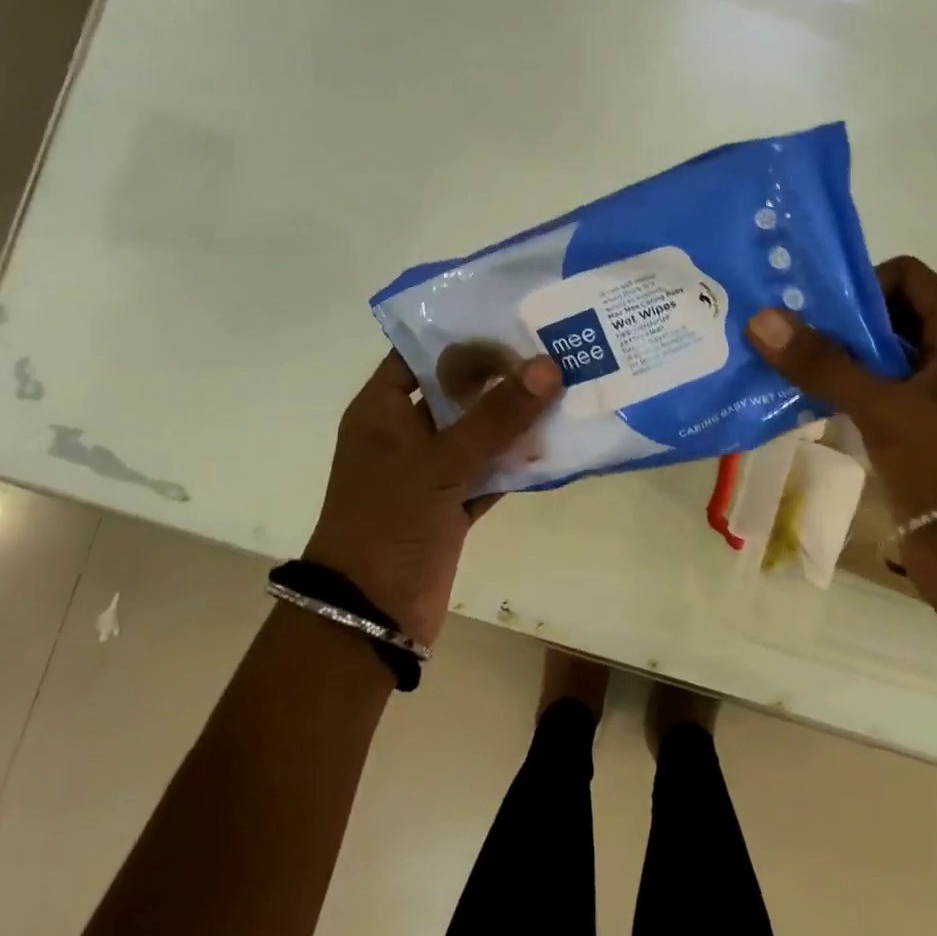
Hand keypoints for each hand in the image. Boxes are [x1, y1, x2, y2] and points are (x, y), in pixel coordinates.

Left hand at [304, 350, 561, 646]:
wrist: (370, 615)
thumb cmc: (389, 522)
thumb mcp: (441, 462)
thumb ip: (496, 416)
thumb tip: (547, 366)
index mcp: (382, 409)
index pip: (420, 353)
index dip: (462, 335)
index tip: (512, 320)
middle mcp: (405, 432)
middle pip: (456, 390)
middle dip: (501, 374)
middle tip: (552, 349)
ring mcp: (430, 468)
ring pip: (479, 430)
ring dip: (516, 417)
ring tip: (566, 386)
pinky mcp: (452, 501)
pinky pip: (492, 469)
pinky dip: (519, 459)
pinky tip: (558, 441)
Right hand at [745, 256, 936, 589]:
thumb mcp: (885, 408)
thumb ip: (822, 362)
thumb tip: (760, 317)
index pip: (905, 276)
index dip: (858, 285)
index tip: (811, 309)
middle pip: (888, 316)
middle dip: (837, 323)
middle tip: (782, 333)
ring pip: (880, 359)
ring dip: (835, 361)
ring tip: (781, 365)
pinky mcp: (924, 434)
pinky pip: (878, 396)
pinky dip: (844, 394)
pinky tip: (802, 401)